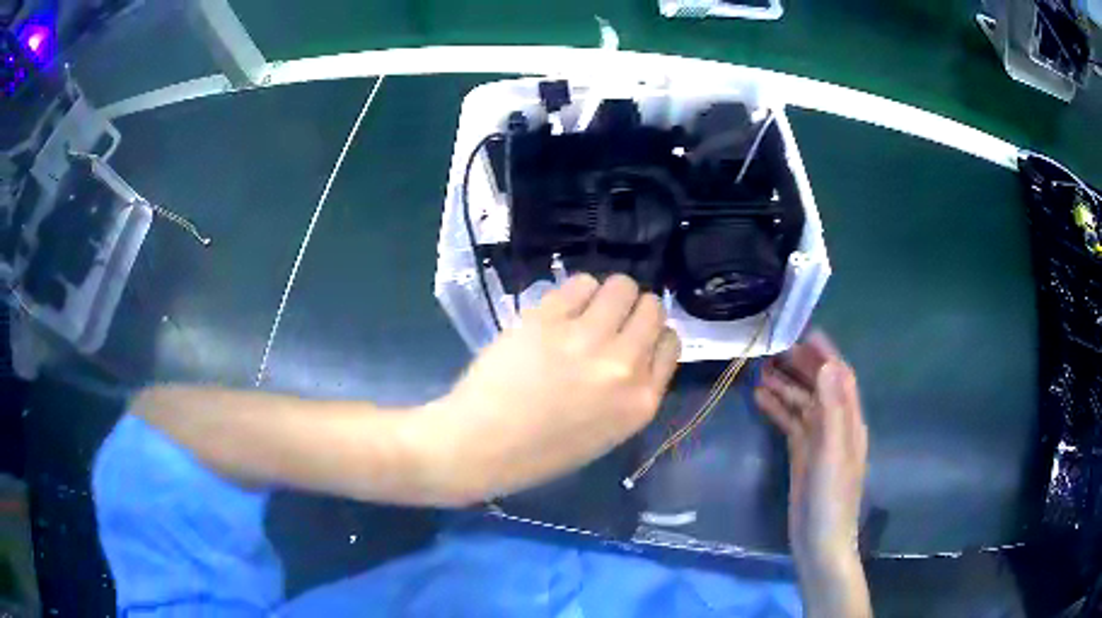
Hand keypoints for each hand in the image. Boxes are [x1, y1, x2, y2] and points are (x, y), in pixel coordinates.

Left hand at [415, 274, 680, 503]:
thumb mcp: (607, 432)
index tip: (634, 335)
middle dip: (634, 309)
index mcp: (642, 402)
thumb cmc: (541, 451)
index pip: (670, 343)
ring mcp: (587, 339)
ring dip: (607, 294)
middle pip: (652, 308)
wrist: (481, 446)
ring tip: (585, 311)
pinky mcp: (549, 319)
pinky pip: (582, 283)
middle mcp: (624, 366)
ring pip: (621, 286)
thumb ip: (631, 389)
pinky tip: (561, 309)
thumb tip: (635, 347)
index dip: (653, 334)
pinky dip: (576, 291)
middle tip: (609, 319)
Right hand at [755, 332, 869, 616]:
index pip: (840, 377)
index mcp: (849, 421)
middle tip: (774, 346)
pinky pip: (791, 423)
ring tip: (761, 368)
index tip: (804, 331)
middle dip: (802, 364)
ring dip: (786, 384)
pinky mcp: (802, 455)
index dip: (826, 353)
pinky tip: (760, 398)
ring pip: (803, 403)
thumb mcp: (833, 452)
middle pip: (820, 386)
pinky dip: (778, 408)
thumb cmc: (830, 498)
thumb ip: (833, 409)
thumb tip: (828, 364)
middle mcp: (836, 425)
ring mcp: (817, 441)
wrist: (819, 541)